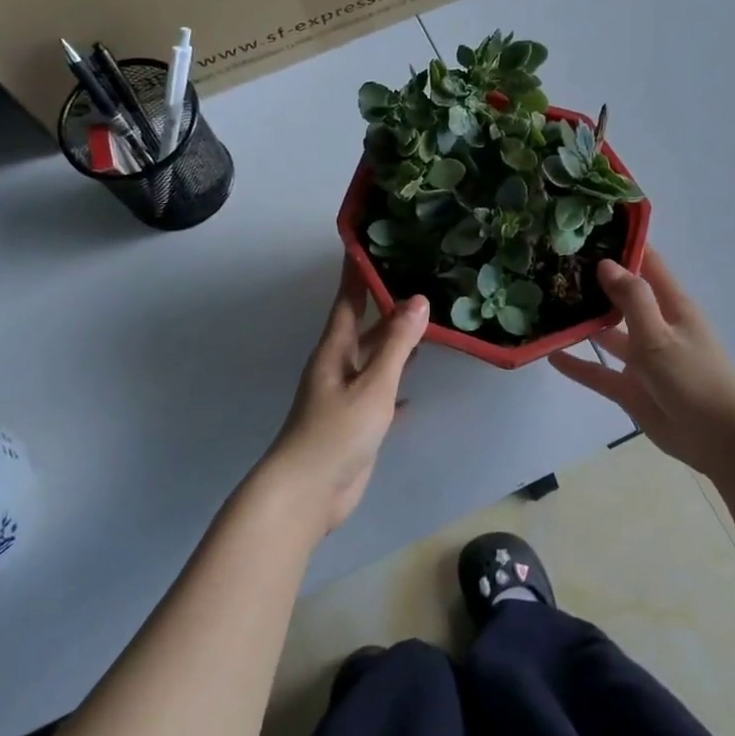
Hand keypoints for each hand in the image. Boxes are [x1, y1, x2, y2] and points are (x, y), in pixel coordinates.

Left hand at [259, 260, 428, 536]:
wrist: (308, 492)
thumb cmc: (337, 431)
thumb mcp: (373, 384)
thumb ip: (395, 344)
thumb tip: (418, 299)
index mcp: (335, 349)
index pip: (348, 299)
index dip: (358, 272)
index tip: (370, 243)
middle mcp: (338, 366)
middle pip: (363, 327)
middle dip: (385, 305)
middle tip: (417, 280)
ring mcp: (345, 395)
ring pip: (373, 359)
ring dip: (394, 343)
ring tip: (426, 324)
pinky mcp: (355, 423)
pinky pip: (380, 394)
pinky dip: (396, 387)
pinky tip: (415, 390)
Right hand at [549, 248, 734, 480]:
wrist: (721, 441)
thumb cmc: (695, 379)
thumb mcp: (660, 335)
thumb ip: (632, 299)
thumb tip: (606, 262)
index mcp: (672, 306)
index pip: (647, 263)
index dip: (624, 244)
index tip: (590, 228)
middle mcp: (656, 326)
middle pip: (622, 296)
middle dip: (594, 282)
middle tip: (554, 264)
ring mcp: (643, 359)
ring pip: (608, 334)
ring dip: (583, 322)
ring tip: (546, 305)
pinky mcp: (632, 389)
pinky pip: (599, 372)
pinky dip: (578, 364)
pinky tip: (551, 354)